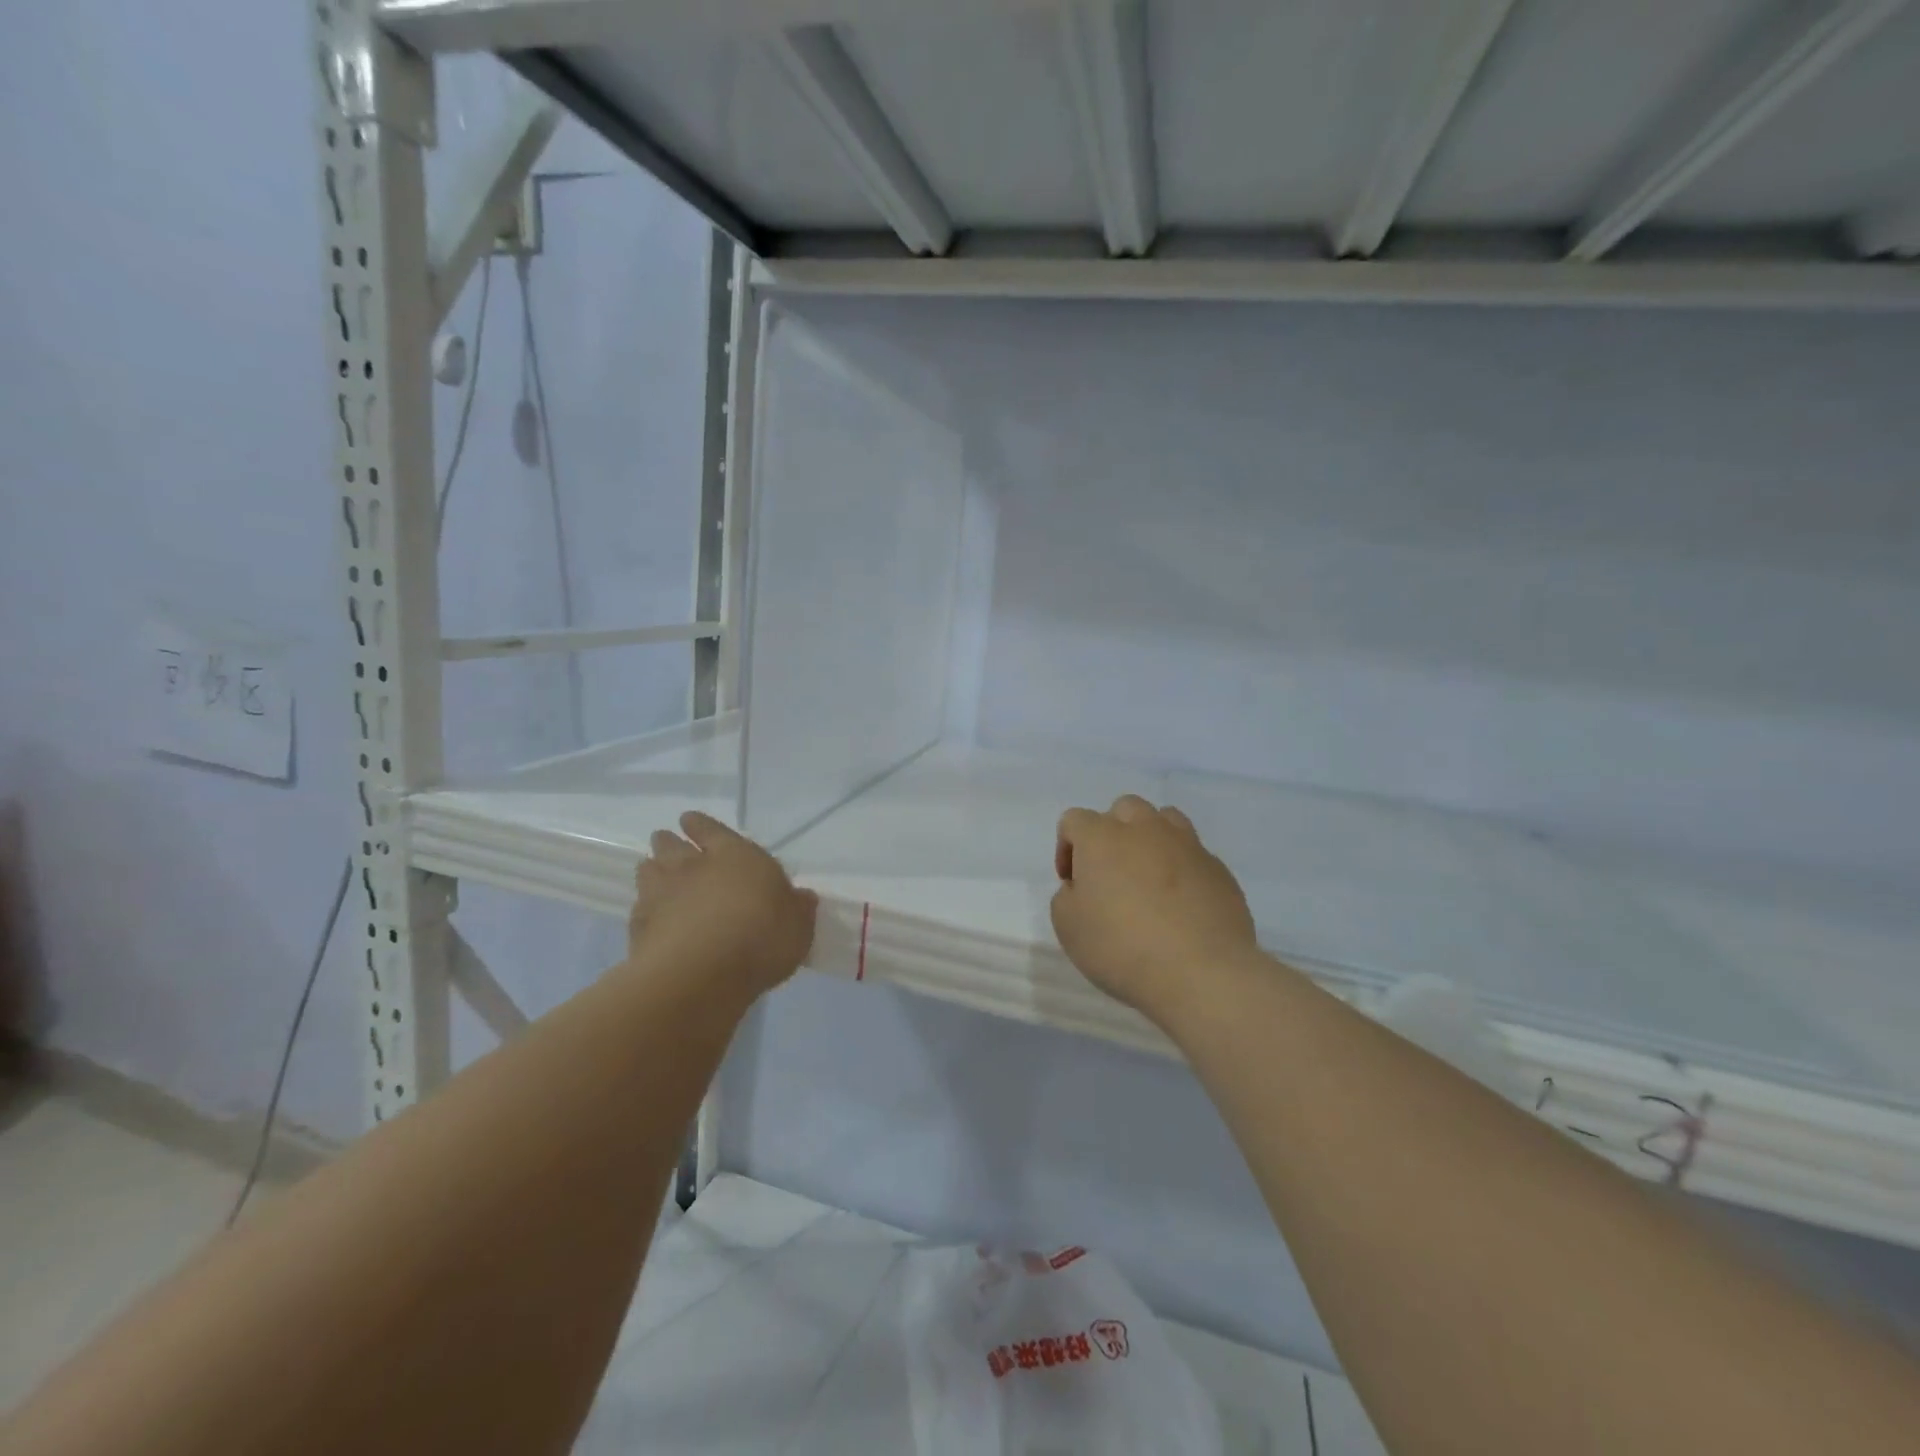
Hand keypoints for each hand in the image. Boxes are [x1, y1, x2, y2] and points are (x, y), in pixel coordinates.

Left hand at [629, 812, 817, 1006]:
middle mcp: (693, 866)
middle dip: (669, 842)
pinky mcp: (639, 927)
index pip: (711, 829)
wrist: (700, 975)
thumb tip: (802, 898)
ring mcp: (660, 894)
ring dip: (652, 870)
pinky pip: (639, 908)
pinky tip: (651, 918)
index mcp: (735, 855)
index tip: (688, 821)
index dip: (700, 825)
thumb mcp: (798, 926)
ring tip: (655, 874)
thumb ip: (798, 909)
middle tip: (668, 843)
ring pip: (648, 870)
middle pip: (671, 845)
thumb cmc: (761, 938)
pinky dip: (644, 909)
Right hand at [1051, 795, 1259, 1026]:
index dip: (1066, 848)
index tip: (1072, 884)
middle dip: (1112, 832)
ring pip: (1165, 820)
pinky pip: (1194, 855)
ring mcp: (1187, 845)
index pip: (1074, 820)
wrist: (1201, 972)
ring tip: (1149, 878)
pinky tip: (1182, 904)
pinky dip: (1182, 869)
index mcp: (1102, 837)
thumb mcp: (1068, 927)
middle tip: (1110, 873)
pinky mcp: (1218, 869)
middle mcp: (1144, 829)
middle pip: (1123, 809)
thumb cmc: (1122, 947)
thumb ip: (1067, 896)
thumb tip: (1083, 887)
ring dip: (1151, 840)